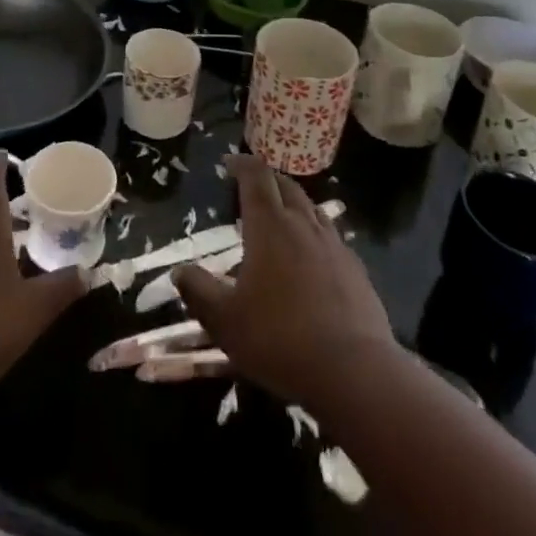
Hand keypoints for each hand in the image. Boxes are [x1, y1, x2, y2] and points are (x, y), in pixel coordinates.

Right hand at [173, 154, 397, 403]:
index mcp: (269, 225)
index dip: (242, 164)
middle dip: (267, 178)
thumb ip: (199, 292)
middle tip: (253, 186)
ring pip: (312, 207)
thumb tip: (180, 271)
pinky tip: (313, 256)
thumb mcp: (225, 322)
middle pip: (285, 184)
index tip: (229, 163)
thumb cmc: (279, 339)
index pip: (255, 176)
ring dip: (293, 203)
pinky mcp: (356, 268)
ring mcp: (333, 244)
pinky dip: (316, 233)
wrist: (353, 371)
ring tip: (283, 216)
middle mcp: (302, 223)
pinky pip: (331, 236)